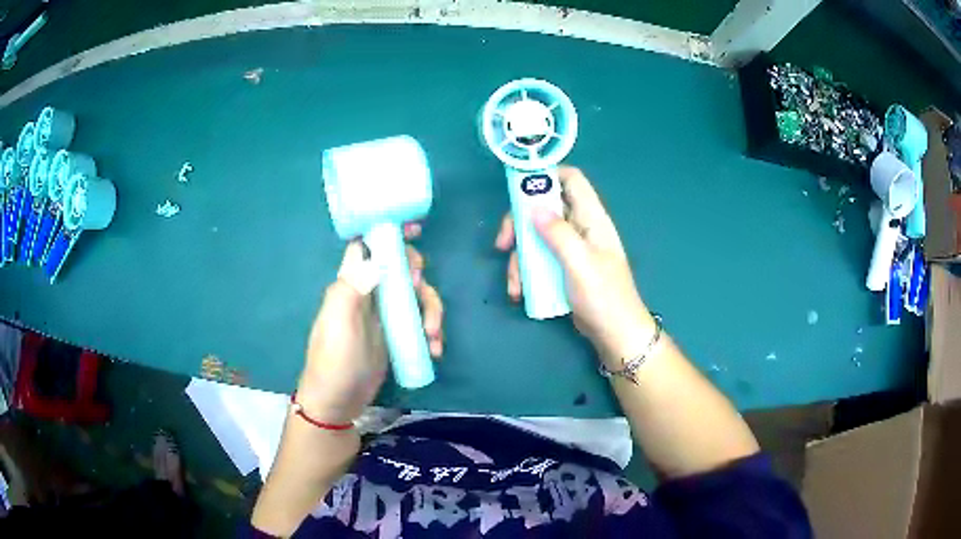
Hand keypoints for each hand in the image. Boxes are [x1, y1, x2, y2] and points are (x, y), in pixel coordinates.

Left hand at [297, 223, 443, 422]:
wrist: (338, 402)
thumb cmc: (335, 360)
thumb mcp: (339, 322)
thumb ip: (353, 286)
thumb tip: (377, 257)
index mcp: (351, 283)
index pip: (368, 246)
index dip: (389, 233)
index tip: (415, 230)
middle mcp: (369, 293)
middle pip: (400, 268)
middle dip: (418, 277)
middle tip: (421, 293)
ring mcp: (384, 315)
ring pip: (415, 295)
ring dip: (431, 310)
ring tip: (433, 336)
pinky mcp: (396, 335)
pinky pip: (419, 321)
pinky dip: (431, 331)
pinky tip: (434, 349)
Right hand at [495, 166, 652, 365]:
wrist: (614, 333)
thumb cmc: (603, 297)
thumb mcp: (580, 263)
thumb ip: (558, 234)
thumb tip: (532, 207)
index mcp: (591, 218)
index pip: (572, 180)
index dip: (547, 175)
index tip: (518, 188)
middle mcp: (580, 227)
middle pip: (544, 208)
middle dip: (519, 224)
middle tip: (503, 243)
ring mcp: (570, 247)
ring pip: (536, 236)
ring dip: (520, 257)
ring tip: (514, 283)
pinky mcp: (562, 266)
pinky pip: (538, 258)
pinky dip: (526, 272)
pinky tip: (519, 291)